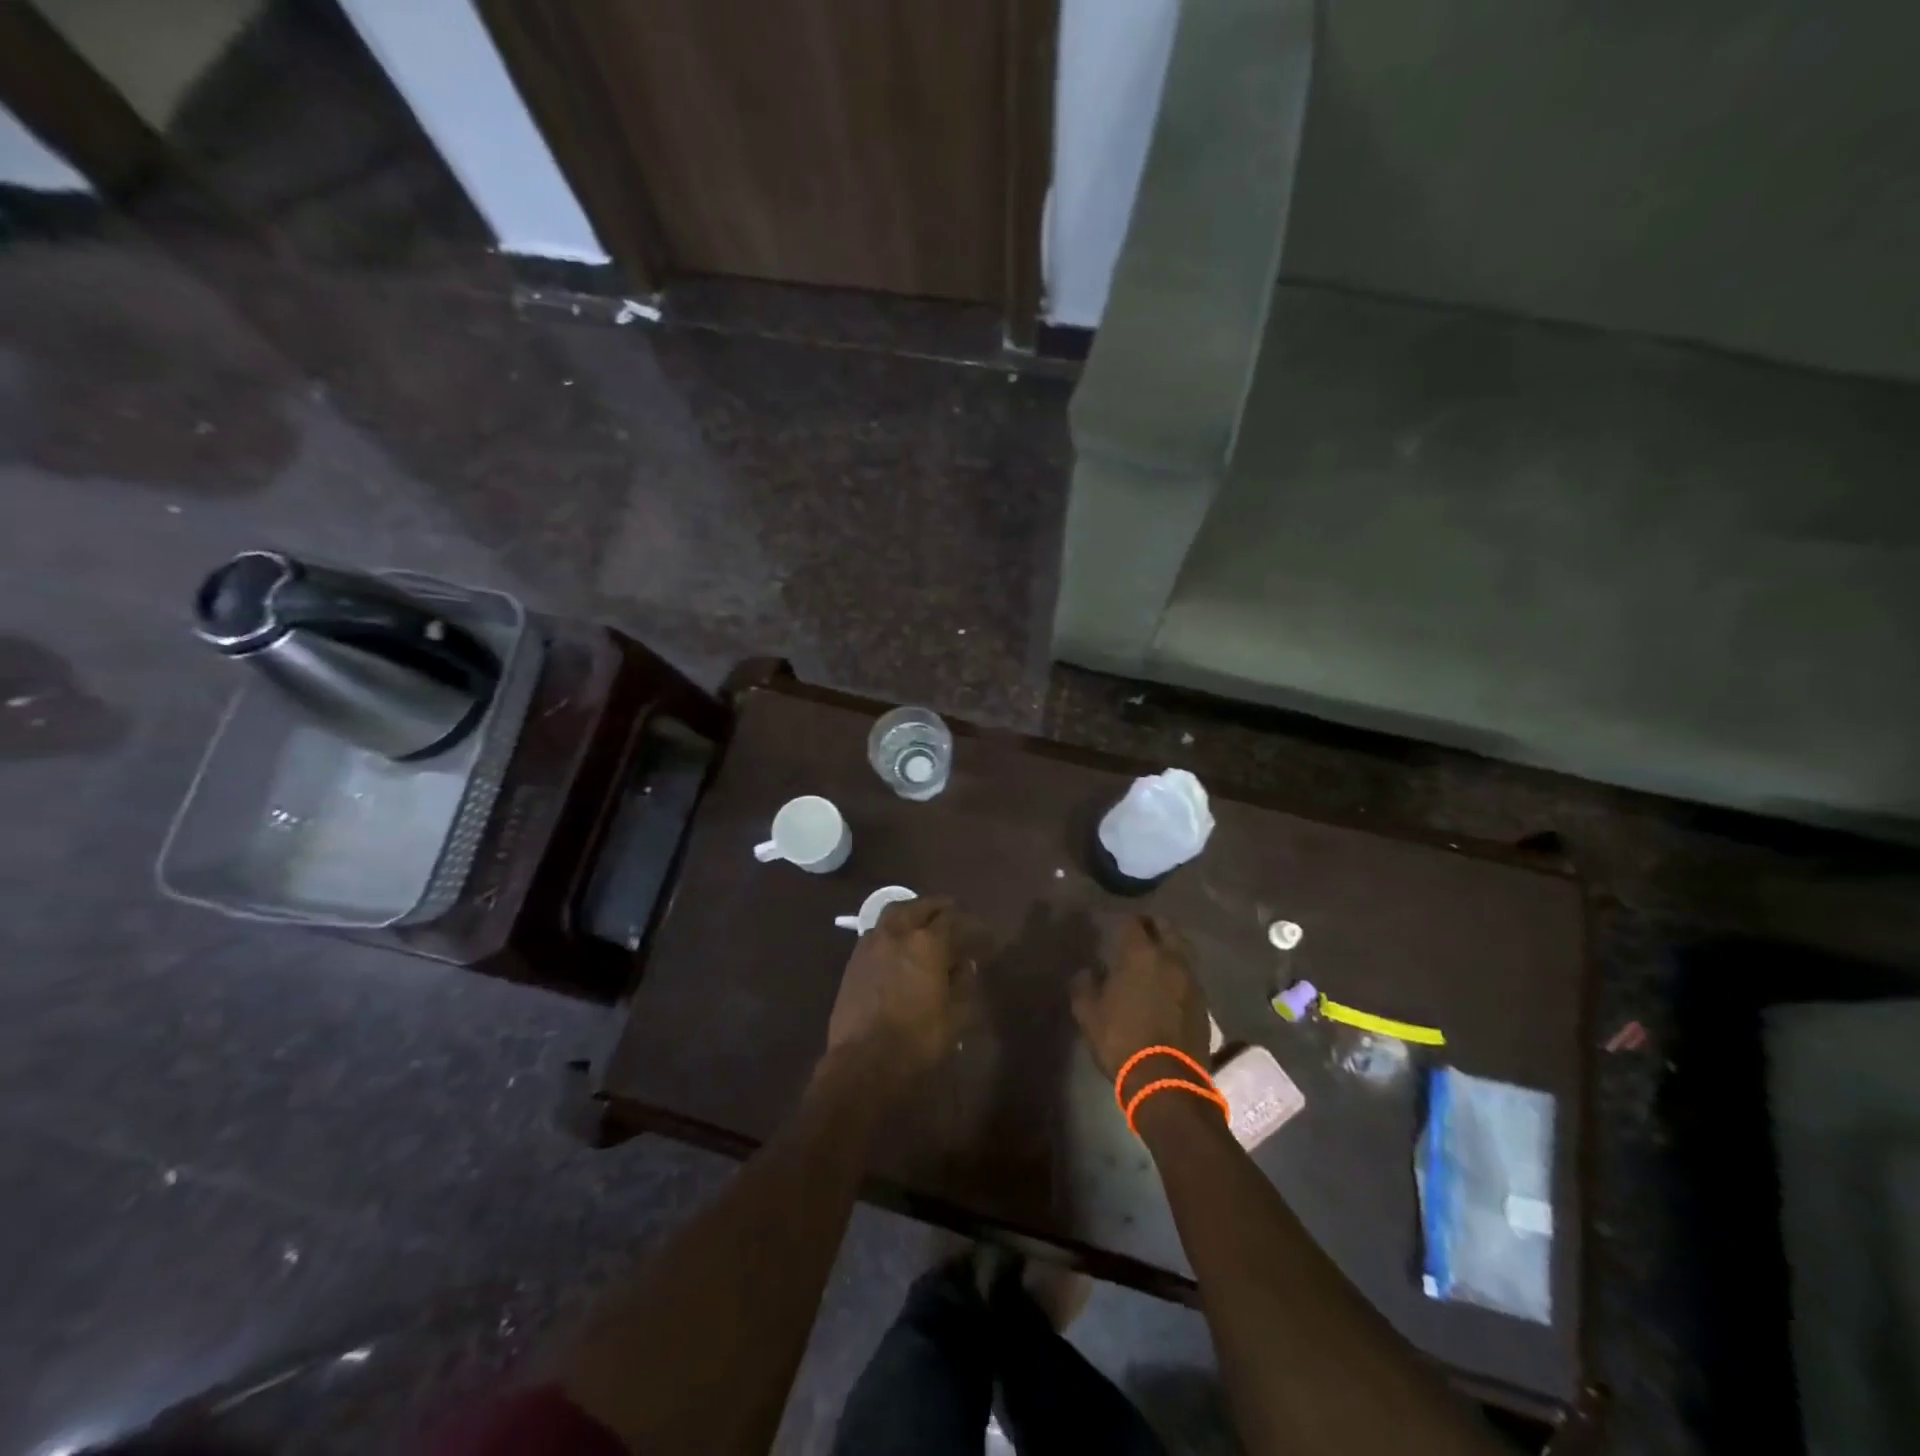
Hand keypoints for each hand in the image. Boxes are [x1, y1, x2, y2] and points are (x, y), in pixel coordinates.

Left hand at [825, 897, 967, 1079]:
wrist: (864, 1061)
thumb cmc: (918, 1039)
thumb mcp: (956, 1016)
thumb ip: (963, 983)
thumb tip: (965, 964)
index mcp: (928, 943)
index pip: (951, 919)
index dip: (967, 922)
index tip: (977, 931)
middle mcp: (898, 933)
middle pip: (920, 906)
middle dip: (937, 907)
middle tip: (950, 910)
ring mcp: (872, 943)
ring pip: (893, 913)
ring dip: (911, 911)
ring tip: (921, 919)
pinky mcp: (854, 959)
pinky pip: (876, 931)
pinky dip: (890, 928)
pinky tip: (896, 942)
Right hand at [1071, 914, 1211, 1080]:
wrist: (1167, 1079)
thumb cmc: (1122, 1039)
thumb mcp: (1088, 1014)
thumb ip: (1085, 985)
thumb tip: (1090, 971)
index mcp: (1140, 955)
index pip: (1134, 923)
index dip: (1126, 922)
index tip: (1118, 927)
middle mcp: (1171, 959)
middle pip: (1167, 928)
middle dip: (1154, 925)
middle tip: (1141, 931)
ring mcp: (1191, 980)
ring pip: (1183, 950)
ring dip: (1170, 948)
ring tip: (1156, 957)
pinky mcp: (1203, 1003)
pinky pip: (1190, 976)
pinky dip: (1179, 973)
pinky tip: (1168, 985)